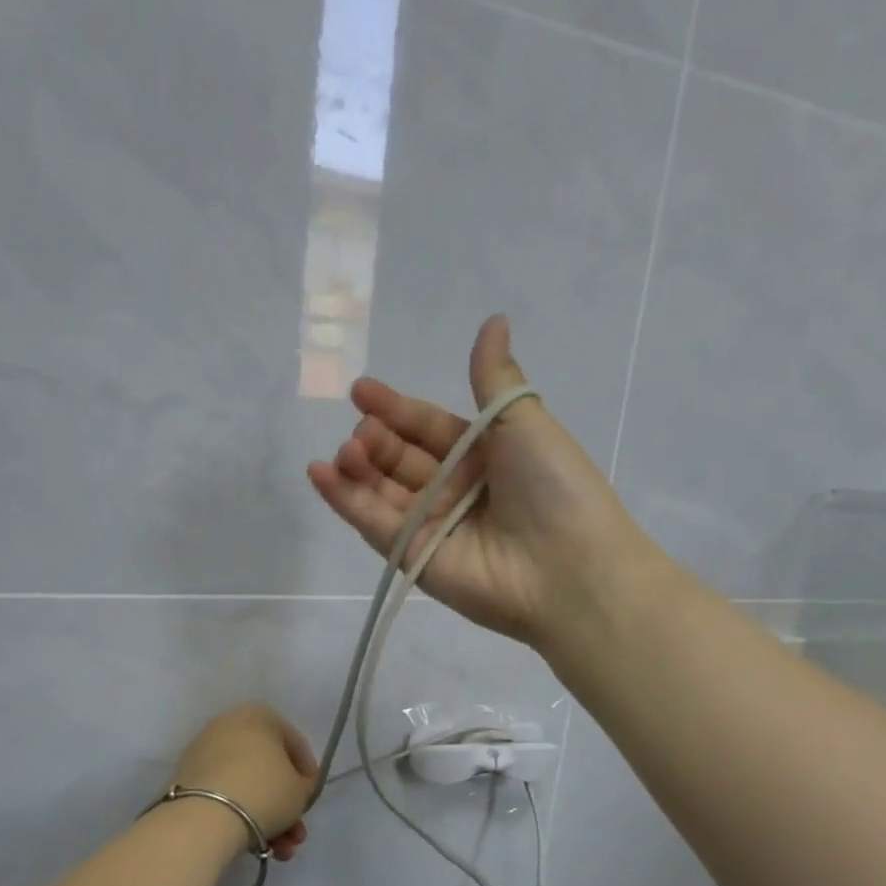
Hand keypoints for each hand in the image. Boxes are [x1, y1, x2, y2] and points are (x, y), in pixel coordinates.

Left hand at [170, 704, 317, 860]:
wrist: (205, 817)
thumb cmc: (264, 792)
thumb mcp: (301, 790)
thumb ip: (304, 784)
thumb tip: (295, 787)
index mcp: (259, 716)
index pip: (294, 744)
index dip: (308, 775)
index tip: (310, 800)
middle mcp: (228, 725)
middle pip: (267, 768)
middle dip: (285, 805)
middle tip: (295, 834)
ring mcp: (204, 751)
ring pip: (246, 784)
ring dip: (268, 818)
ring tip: (279, 850)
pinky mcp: (186, 778)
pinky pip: (224, 794)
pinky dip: (240, 815)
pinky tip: (255, 845)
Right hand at [307, 315, 641, 645]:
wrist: (566, 567)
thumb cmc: (552, 485)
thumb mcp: (524, 420)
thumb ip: (494, 376)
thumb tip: (494, 318)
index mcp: (482, 455)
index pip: (427, 427)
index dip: (396, 409)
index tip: (361, 391)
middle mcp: (454, 489)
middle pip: (400, 459)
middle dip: (376, 440)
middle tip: (364, 430)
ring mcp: (431, 526)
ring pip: (381, 491)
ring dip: (357, 467)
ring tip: (346, 451)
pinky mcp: (413, 558)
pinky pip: (374, 525)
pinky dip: (344, 500)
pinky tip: (319, 473)